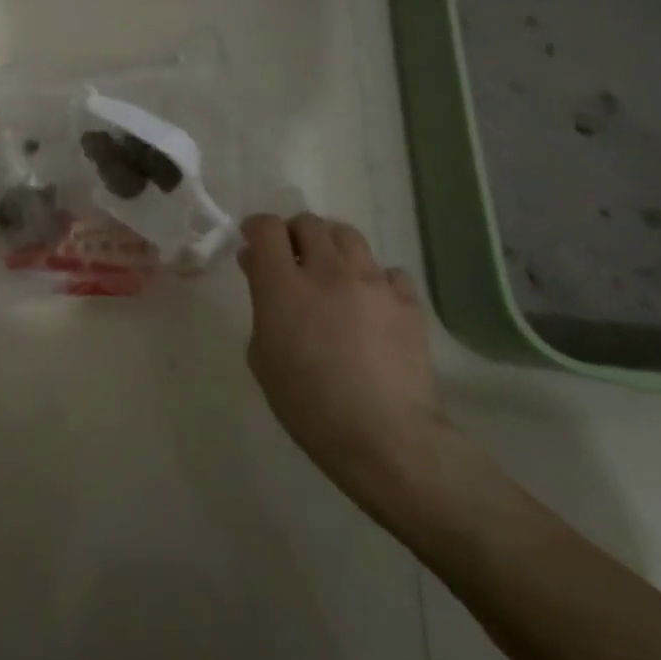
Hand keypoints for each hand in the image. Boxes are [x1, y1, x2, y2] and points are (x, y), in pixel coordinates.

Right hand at [239, 212, 448, 515]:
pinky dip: (374, 278)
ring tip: (331, 271)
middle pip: (308, 222)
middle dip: (294, 234)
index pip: (267, 227)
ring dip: (332, 246)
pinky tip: (371, 302)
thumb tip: (261, 270)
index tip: (253, 242)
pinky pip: (388, 271)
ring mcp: (372, 282)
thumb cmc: (308, 405)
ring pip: (348, 236)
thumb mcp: (263, 356)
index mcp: (283, 285)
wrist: (383, 437)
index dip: (257, 228)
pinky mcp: (406, 301)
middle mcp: (327, 271)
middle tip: (291, 259)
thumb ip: (261, 305)